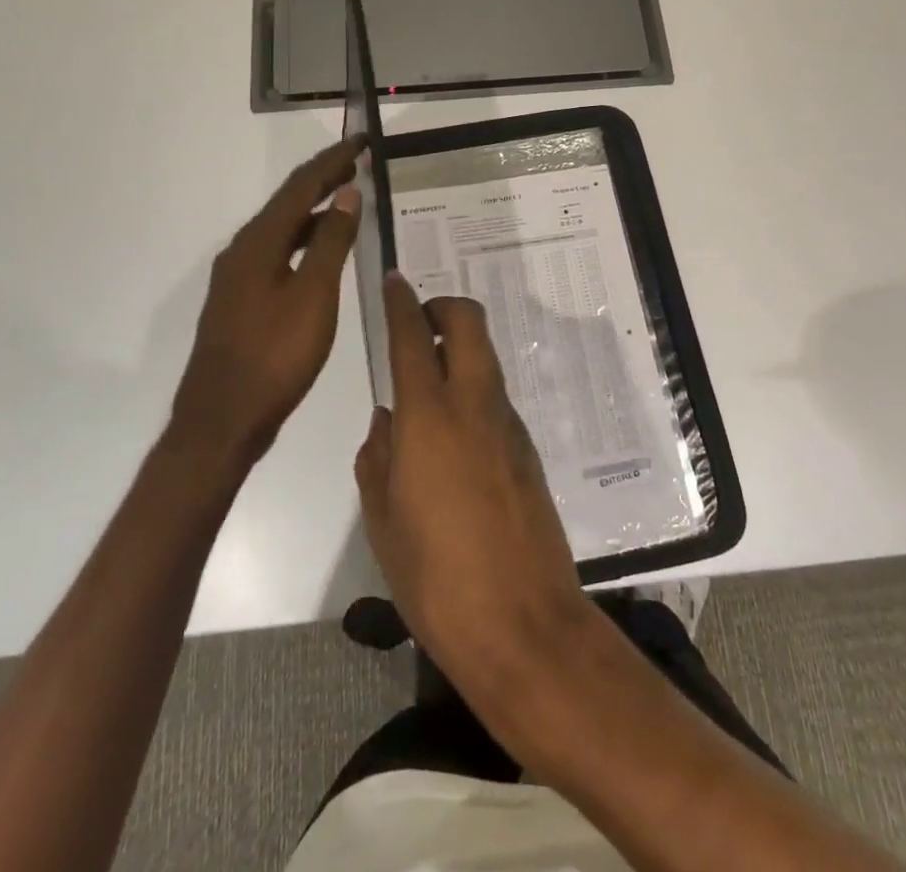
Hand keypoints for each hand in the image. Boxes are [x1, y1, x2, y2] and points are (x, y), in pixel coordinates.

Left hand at [171, 136, 364, 467]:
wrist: (223, 420)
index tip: (361, 141)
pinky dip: (304, 240)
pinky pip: (277, 253)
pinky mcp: (241, 301)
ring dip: (314, 210)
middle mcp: (242, 251)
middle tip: (358, 163)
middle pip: (287, 203)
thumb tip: (346, 194)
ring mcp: (238, 277)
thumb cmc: (275, 355)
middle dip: (322, 180)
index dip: (332, 162)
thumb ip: (331, 242)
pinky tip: (321, 251)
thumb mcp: (314, 296)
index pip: (300, 187)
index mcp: (258, 243)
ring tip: (347, 199)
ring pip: (281, 229)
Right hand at [354, 272, 592, 700]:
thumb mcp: (383, 519)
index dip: (401, 301)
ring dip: (460, 349)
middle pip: (469, 322)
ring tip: (428, 382)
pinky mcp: (527, 449)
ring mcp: (508, 424)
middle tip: (418, 325)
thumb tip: (387, 421)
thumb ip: (378, 458)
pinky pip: (495, 397)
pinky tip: (453, 434)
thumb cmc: (434, 577)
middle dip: (443, 307)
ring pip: (485, 358)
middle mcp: (474, 404)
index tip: (392, 280)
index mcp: (429, 416)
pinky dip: (473, 389)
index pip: (414, 335)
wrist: (522, 624)